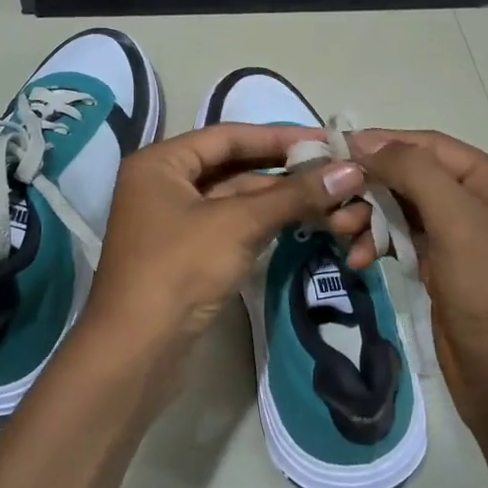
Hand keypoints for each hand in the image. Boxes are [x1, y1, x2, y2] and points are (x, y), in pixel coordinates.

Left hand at [77, 123, 370, 384]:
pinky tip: (299, 221)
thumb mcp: (238, 224)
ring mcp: (172, 222)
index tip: (325, 140)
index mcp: (160, 163)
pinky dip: (261, 223)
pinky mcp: (185, 255)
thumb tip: (350, 171)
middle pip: (230, 167)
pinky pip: (229, 226)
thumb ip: (294, 195)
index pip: (227, 136)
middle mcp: (162, 185)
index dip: (278, 136)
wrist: (138, 350)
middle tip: (333, 170)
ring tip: (328, 196)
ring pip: (232, 199)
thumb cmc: (180, 269)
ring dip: (276, 199)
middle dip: (281, 170)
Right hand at [350, 130, 487, 435]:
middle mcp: (485, 205)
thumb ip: (414, 172)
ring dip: (370, 218)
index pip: (433, 147)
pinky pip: (404, 243)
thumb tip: (367, 141)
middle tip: (332, 201)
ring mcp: (464, 240)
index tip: (335, 149)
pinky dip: (379, 246)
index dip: (384, 144)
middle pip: (415, 179)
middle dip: (372, 188)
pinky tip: (357, 260)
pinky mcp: (445, 271)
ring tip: (339, 232)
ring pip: (405, 212)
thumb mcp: (459, 221)